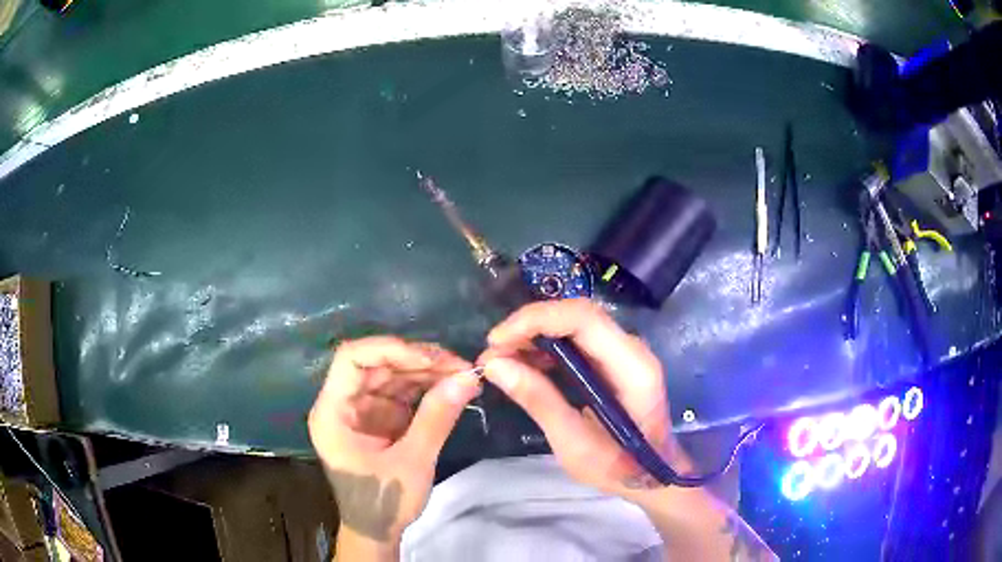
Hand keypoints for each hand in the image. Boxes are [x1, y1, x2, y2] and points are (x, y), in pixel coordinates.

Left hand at [309, 336, 481, 549]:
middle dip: (418, 361)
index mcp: (333, 412)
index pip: (351, 359)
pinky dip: (427, 388)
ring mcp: (361, 410)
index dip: (388, 349)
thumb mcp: (413, 462)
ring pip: (392, 375)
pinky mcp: (379, 418)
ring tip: (463, 375)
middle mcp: (343, 403)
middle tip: (459, 366)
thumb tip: (468, 379)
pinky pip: (402, 392)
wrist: (377, 531)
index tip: (429, 359)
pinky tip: (452, 387)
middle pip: (376, 364)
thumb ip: (436, 418)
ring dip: (427, 372)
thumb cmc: (383, 501)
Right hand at [479, 299, 687, 497]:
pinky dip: (546, 348)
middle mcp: (632, 348)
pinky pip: (576, 341)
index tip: (497, 341)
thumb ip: (539, 400)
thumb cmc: (619, 467)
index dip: (536, 320)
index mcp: (632, 367)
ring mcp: (624, 352)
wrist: (651, 476)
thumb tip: (494, 365)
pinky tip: (524, 366)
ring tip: (500, 361)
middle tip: (492, 354)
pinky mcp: (614, 360)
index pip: (584, 319)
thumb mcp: (574, 443)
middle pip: (577, 315)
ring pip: (573, 324)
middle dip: (529, 327)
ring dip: (534, 336)